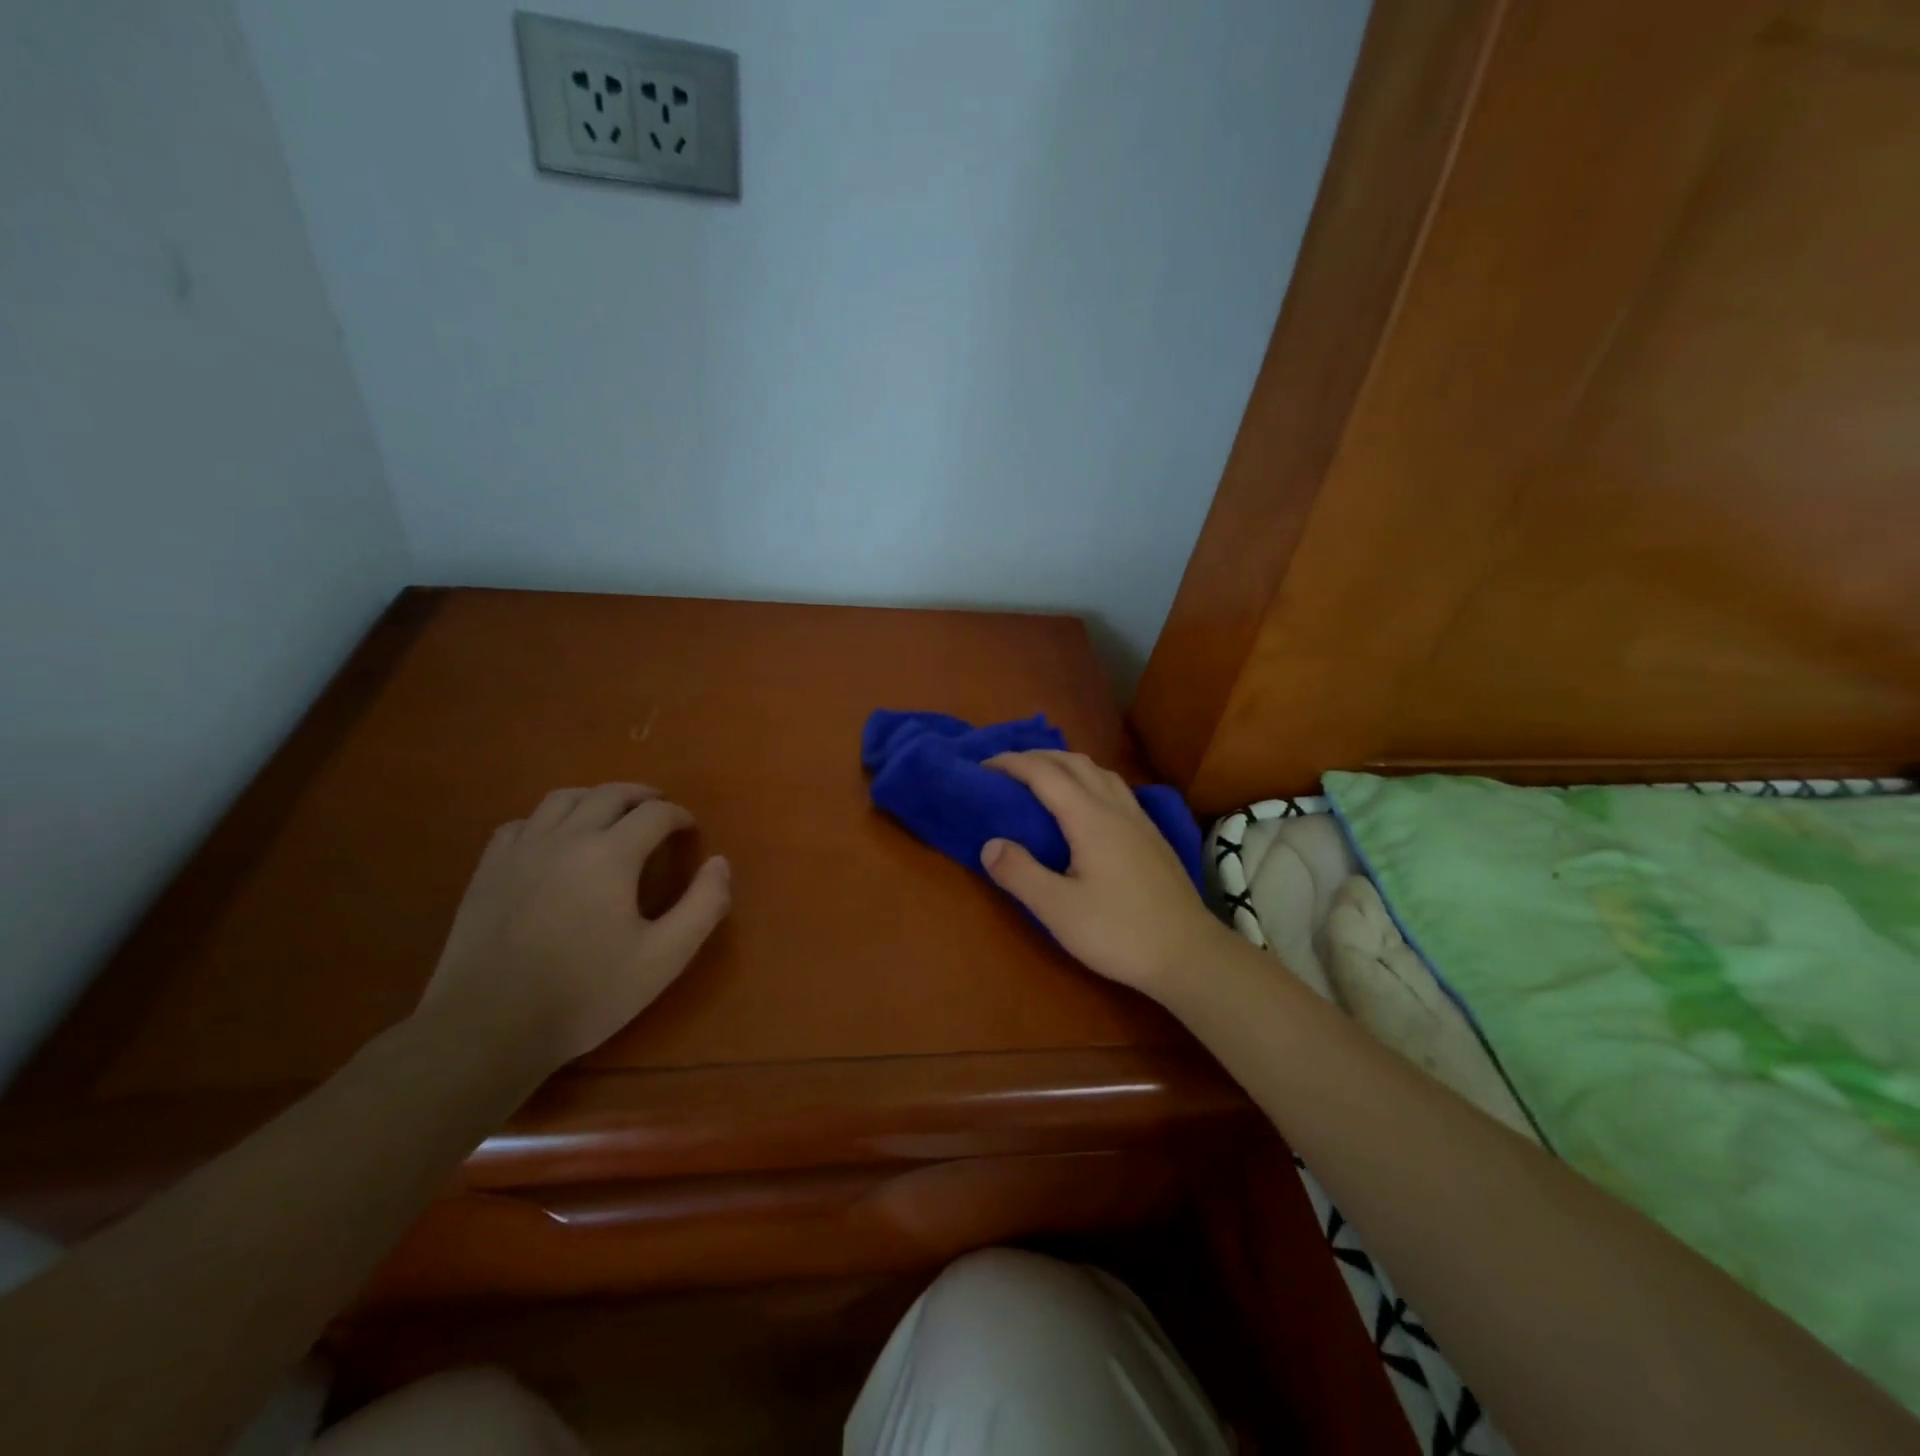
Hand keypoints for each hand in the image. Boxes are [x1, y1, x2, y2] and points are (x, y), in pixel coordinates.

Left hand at [419, 783, 730, 1073]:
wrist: (487, 1030)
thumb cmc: (586, 994)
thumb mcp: (664, 957)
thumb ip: (703, 905)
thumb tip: (720, 863)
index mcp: (611, 854)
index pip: (655, 814)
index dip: (678, 816)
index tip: (690, 829)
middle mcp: (566, 838)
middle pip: (609, 794)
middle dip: (641, 796)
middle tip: (658, 809)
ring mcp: (521, 851)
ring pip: (562, 799)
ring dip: (595, 798)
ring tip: (611, 814)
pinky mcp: (488, 871)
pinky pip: (522, 824)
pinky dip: (548, 820)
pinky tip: (554, 840)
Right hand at [980, 751, 1229, 997]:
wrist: (1190, 954)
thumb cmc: (1119, 932)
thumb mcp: (1058, 910)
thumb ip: (1020, 873)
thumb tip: (990, 844)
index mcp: (1090, 818)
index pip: (1044, 773)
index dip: (1011, 763)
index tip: (982, 767)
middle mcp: (1116, 808)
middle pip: (1074, 762)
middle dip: (1036, 756)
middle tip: (1005, 768)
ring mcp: (1139, 819)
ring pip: (1099, 771)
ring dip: (1065, 764)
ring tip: (1042, 778)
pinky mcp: (1152, 835)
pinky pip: (1114, 787)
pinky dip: (1088, 779)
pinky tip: (1086, 803)